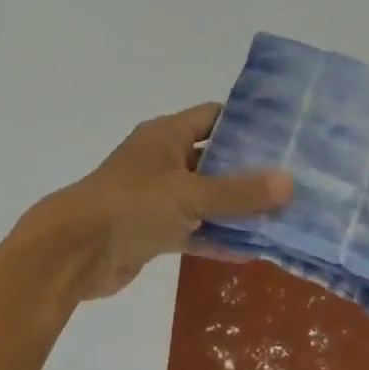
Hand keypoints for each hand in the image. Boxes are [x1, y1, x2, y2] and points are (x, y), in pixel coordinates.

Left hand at [32, 102, 292, 300]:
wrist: (74, 252)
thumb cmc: (132, 205)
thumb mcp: (191, 194)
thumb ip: (239, 192)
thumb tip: (289, 182)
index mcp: (166, 135)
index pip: (214, 117)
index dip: (247, 123)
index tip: (285, 135)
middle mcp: (163, 160)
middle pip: (214, 159)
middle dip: (249, 170)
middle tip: (293, 178)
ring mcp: (157, 197)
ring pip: (206, 198)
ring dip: (236, 209)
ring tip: (282, 215)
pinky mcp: (153, 231)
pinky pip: (194, 229)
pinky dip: (217, 238)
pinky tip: (252, 251)